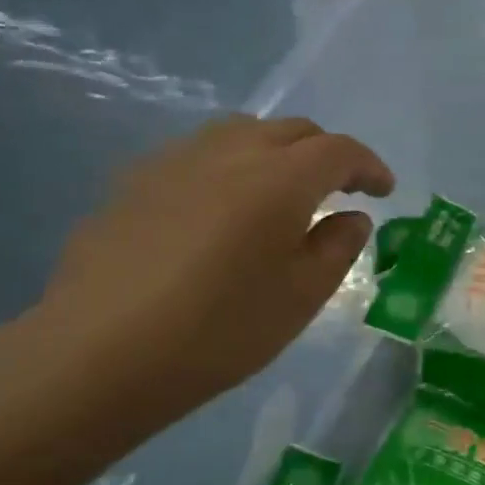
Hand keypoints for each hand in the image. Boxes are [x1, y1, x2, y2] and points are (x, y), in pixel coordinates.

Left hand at [32, 116, 393, 423]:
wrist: (100, 353)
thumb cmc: (221, 330)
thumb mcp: (303, 297)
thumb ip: (338, 247)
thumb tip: (350, 217)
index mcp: (279, 179)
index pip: (338, 150)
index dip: (368, 166)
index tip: (384, 191)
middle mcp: (229, 154)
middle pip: (291, 130)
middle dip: (325, 154)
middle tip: (340, 190)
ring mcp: (175, 162)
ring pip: (241, 133)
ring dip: (276, 152)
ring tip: (282, 192)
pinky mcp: (135, 182)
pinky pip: (199, 154)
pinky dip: (231, 166)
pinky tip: (222, 208)